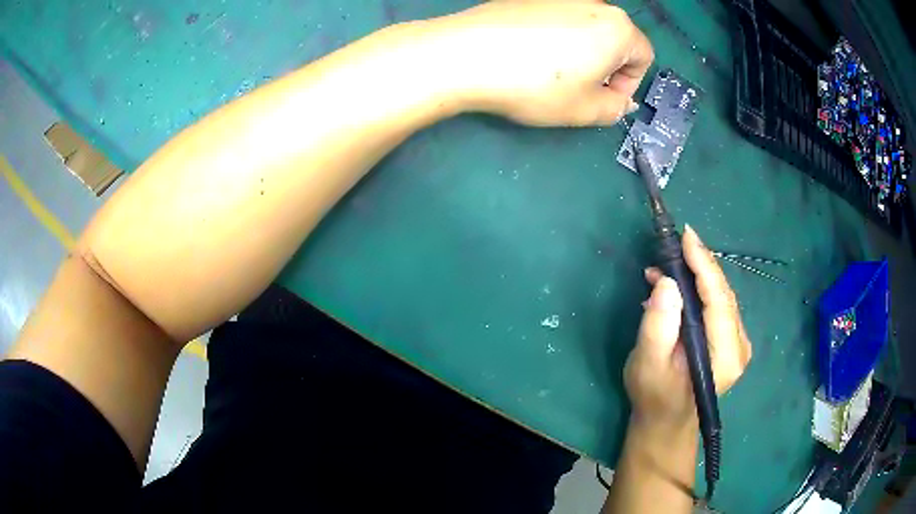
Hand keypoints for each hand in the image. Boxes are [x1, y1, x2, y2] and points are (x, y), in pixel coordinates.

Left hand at [421, 1, 652, 126]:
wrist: (465, 54)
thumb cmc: (535, 84)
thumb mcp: (585, 110)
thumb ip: (615, 109)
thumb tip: (620, 101)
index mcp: (617, 28)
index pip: (643, 56)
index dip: (630, 83)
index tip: (606, 99)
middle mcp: (592, 3)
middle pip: (615, 39)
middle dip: (607, 67)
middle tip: (580, 89)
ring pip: (585, 28)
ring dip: (581, 52)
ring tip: (550, 73)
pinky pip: (556, 19)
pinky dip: (555, 37)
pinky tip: (528, 54)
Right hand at [623, 226, 751, 433]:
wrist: (666, 421)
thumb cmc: (655, 396)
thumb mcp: (648, 364)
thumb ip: (658, 325)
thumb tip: (667, 282)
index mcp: (725, 355)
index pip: (719, 299)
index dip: (704, 264)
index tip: (686, 235)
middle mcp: (740, 345)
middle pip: (723, 293)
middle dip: (699, 264)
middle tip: (673, 243)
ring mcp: (738, 341)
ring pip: (720, 295)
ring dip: (696, 275)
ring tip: (665, 264)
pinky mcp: (730, 338)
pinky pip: (717, 304)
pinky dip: (697, 289)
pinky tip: (674, 285)